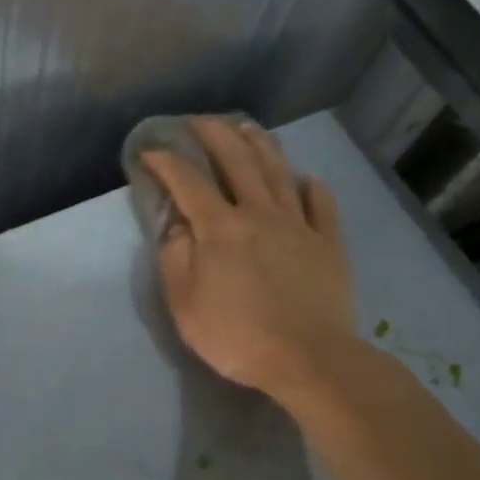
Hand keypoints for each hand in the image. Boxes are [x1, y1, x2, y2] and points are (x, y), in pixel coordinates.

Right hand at [142, 119, 358, 402]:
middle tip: (200, 121)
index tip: (150, 151)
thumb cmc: (237, 335)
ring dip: (261, 146)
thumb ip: (175, 257)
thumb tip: (177, 225)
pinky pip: (322, 207)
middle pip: (237, 162)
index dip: (166, 162)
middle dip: (215, 135)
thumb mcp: (185, 303)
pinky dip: (314, 188)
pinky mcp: (328, 244)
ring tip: (249, 128)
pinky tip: (308, 179)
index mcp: (220, 227)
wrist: (309, 359)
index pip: (188, 182)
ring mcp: (298, 226)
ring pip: (279, 174)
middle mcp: (259, 214)